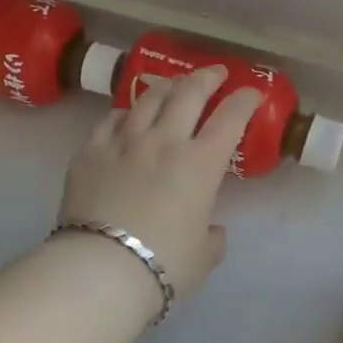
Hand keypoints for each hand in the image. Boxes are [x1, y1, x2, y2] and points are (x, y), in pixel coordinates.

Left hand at [58, 66, 264, 298]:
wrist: (101, 268)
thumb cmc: (163, 265)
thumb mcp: (203, 257)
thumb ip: (213, 238)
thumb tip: (212, 230)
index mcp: (200, 164)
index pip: (230, 118)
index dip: (245, 100)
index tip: (252, 93)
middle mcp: (164, 141)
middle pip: (188, 93)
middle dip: (207, 77)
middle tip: (215, 74)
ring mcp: (124, 142)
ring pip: (148, 98)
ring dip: (166, 86)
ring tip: (173, 85)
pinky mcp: (90, 151)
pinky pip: (111, 119)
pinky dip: (126, 112)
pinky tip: (128, 114)